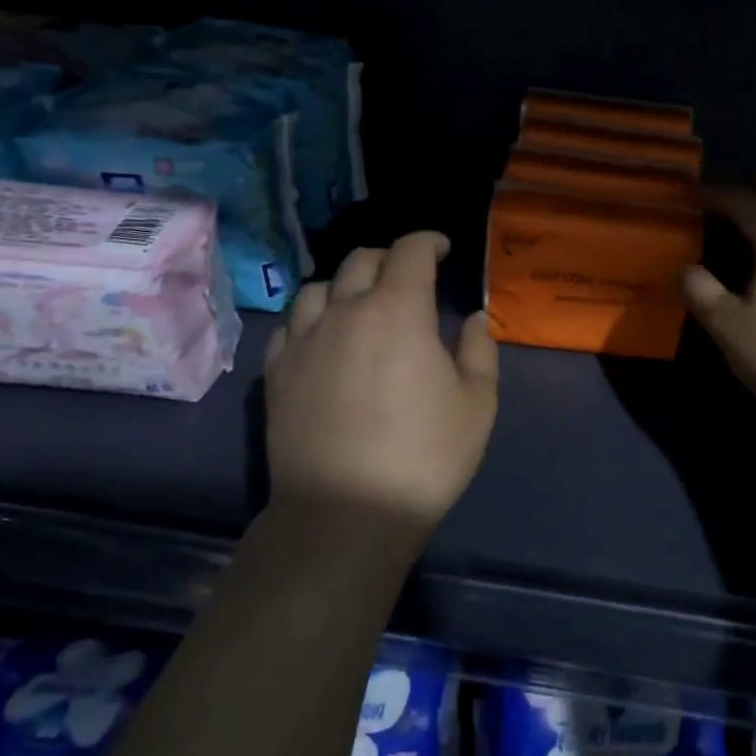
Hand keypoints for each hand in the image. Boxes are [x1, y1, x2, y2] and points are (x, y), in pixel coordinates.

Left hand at [263, 232, 498, 530]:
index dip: (429, 241)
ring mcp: (304, 341)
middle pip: (361, 260)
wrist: (345, 513)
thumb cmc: (424, 457)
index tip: (443, 249)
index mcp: (399, 310)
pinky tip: (323, 338)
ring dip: (346, 285)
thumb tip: (473, 318)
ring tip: (360, 305)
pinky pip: (290, 324)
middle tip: (409, 278)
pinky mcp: (276, 373)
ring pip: (318, 287)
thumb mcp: (478, 405)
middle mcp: (345, 311)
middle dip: (390, 258)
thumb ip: (479, 350)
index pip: (410, 251)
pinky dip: (312, 318)